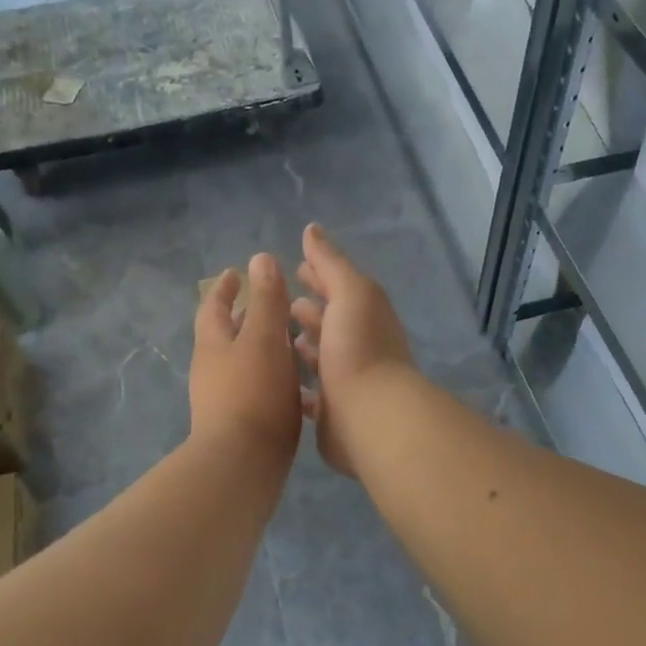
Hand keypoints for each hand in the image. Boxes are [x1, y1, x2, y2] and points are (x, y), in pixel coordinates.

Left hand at [190, 253, 302, 468]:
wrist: (241, 465)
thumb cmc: (253, 393)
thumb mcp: (263, 338)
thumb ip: (265, 300)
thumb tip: (260, 258)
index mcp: (213, 344)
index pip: (214, 306)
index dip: (225, 288)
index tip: (236, 272)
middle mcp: (211, 370)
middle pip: (225, 335)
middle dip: (243, 317)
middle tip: (268, 304)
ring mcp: (222, 400)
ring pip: (241, 362)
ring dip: (260, 348)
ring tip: (290, 341)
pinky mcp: (238, 424)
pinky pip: (253, 388)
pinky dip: (270, 376)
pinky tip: (295, 385)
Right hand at [291, 223, 413, 476]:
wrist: (370, 415)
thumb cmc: (359, 347)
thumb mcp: (349, 292)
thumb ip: (330, 262)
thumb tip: (312, 229)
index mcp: (365, 314)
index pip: (339, 288)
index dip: (319, 276)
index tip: (294, 267)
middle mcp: (359, 344)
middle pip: (331, 321)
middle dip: (309, 309)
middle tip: (279, 302)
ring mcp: (347, 380)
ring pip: (322, 357)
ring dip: (304, 345)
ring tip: (276, 338)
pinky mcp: (333, 411)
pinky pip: (312, 393)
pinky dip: (298, 384)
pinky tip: (277, 379)